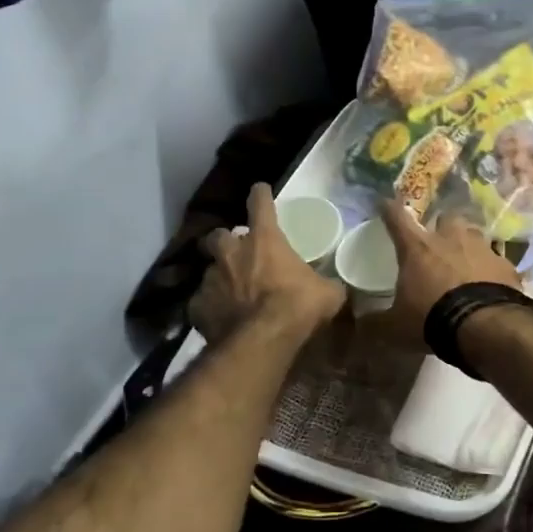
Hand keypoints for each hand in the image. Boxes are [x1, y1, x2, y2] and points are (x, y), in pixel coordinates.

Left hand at [191, 184, 345, 342]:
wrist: (262, 341)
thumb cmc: (297, 306)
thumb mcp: (327, 294)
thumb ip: (327, 285)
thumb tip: (335, 287)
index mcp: (264, 240)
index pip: (260, 204)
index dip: (260, 195)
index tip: (260, 190)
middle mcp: (232, 253)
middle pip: (219, 235)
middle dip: (226, 241)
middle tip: (237, 252)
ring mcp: (210, 279)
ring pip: (209, 270)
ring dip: (220, 276)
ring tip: (230, 292)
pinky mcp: (197, 307)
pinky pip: (202, 302)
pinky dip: (211, 307)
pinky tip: (221, 318)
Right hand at [376, 201, 522, 335]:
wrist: (487, 326)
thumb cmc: (432, 319)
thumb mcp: (396, 327)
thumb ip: (375, 323)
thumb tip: (359, 326)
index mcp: (418, 248)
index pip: (397, 219)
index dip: (388, 209)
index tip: (383, 202)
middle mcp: (450, 239)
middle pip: (445, 218)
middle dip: (441, 226)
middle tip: (437, 242)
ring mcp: (482, 248)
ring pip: (473, 234)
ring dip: (467, 244)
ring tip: (464, 262)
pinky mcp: (505, 264)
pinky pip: (495, 260)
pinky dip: (489, 269)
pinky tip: (488, 283)